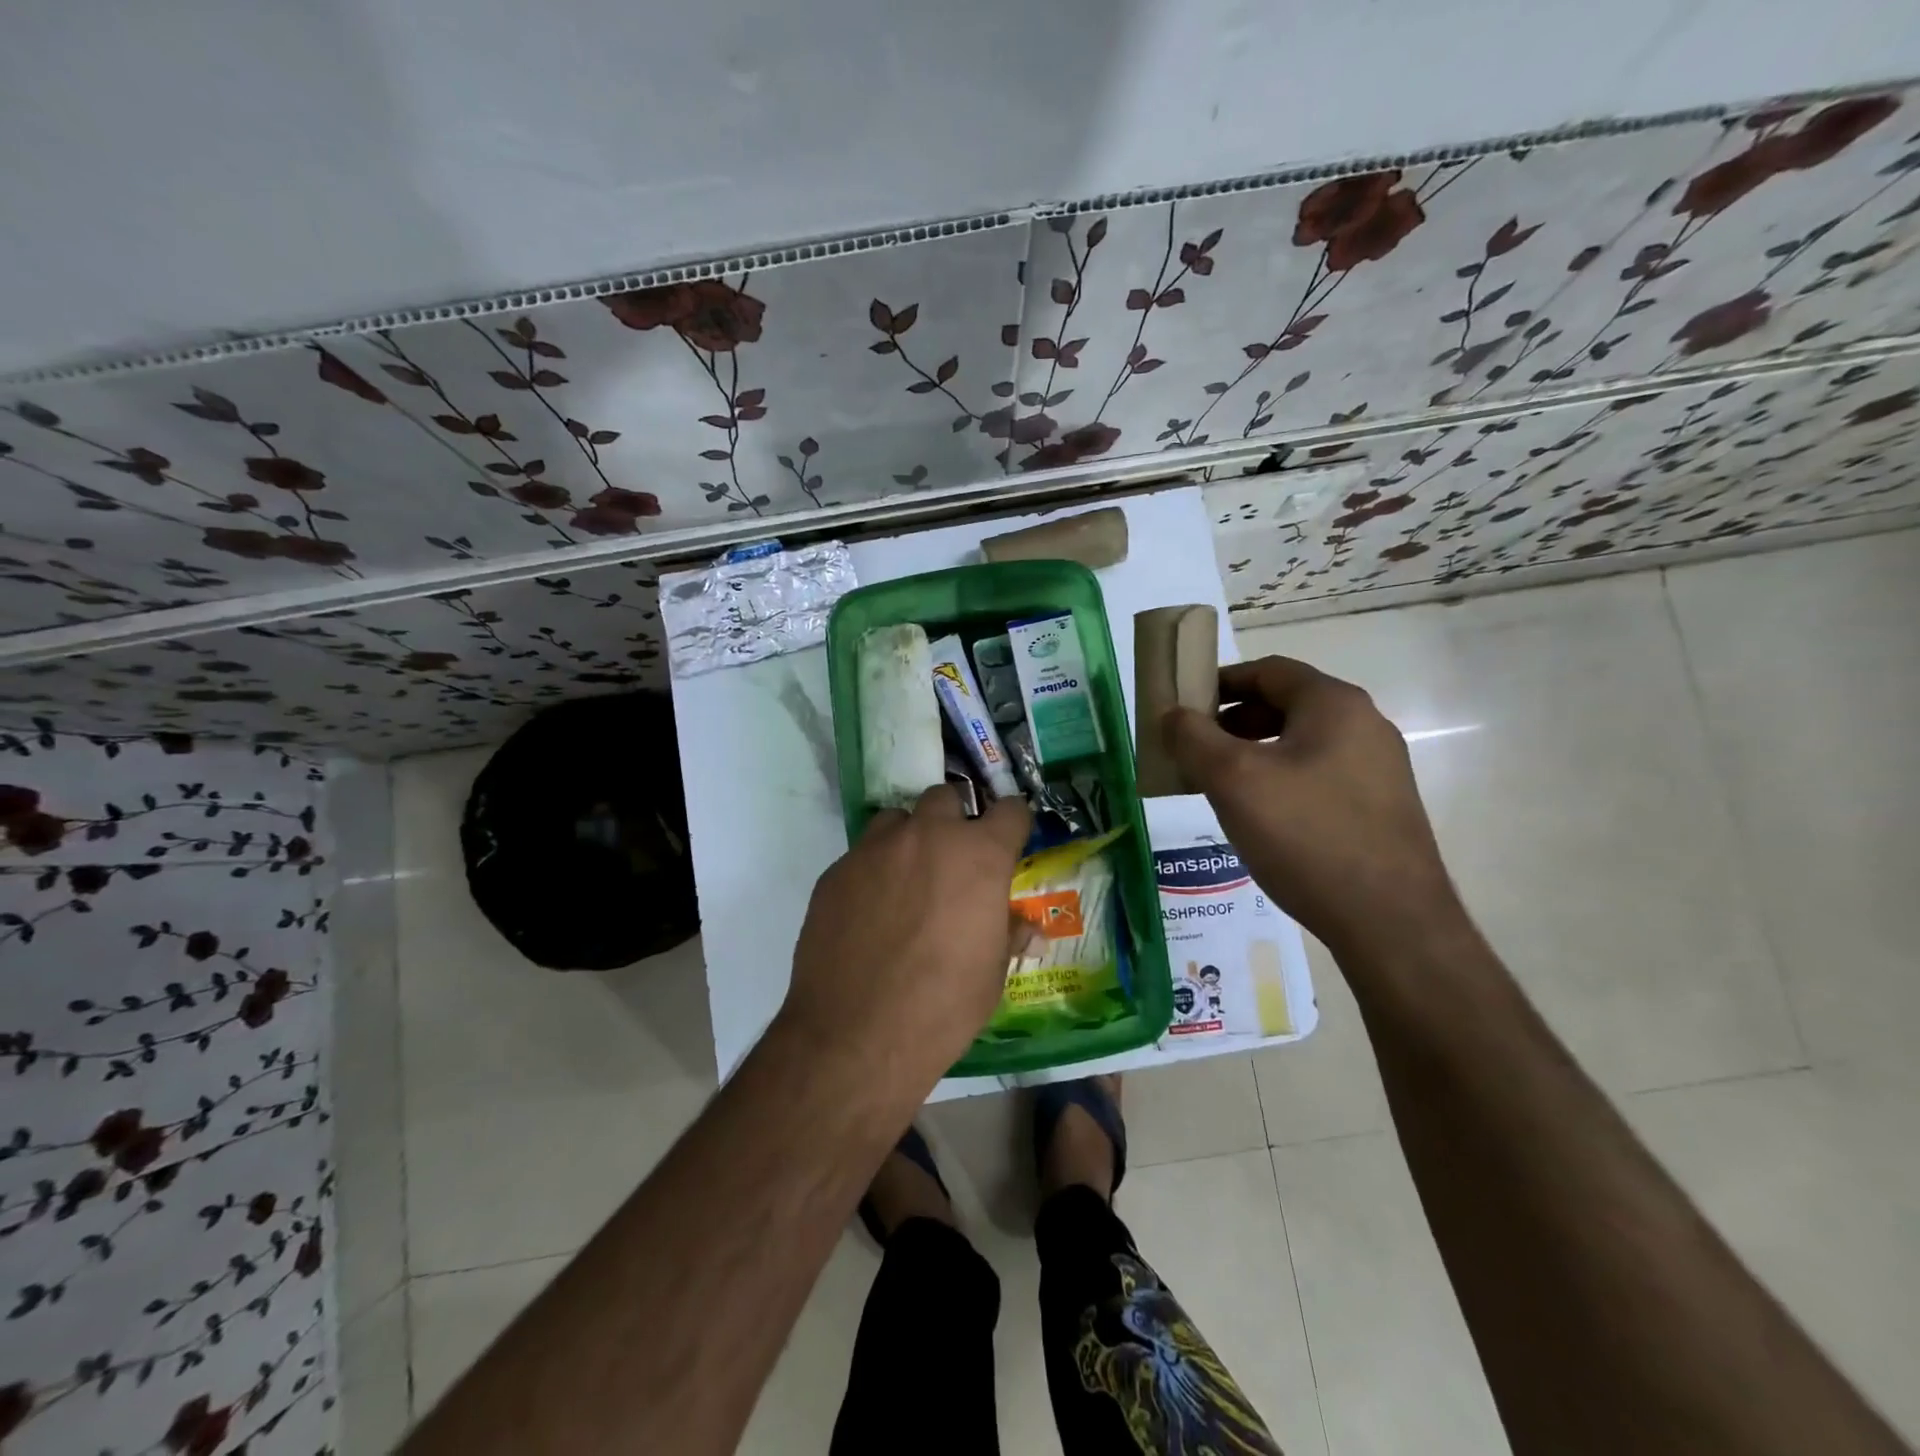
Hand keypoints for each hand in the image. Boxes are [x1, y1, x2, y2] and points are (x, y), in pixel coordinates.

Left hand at [781, 786, 1031, 1089]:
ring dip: (908, 839)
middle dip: (953, 822)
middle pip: (944, 798)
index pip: (1009, 810)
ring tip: (906, 882)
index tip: (1010, 841)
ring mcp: (875, 849)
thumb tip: (1026, 928)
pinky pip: (862, 855)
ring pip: (897, 820)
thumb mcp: (992, 974)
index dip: (1012, 824)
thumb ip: (1007, 934)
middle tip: (952, 863)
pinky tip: (868, 912)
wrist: (856, 1034)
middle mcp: (927, 836)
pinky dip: (873, 872)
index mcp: (978, 855)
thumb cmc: (943, 1005)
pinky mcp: (836, 871)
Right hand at [1163, 656, 1463, 958]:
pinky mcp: (1381, 808)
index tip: (1183, 707)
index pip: (1268, 671)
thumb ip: (1193, 738)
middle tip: (1195, 750)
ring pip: (1301, 743)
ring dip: (1254, 753)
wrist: (1390, 922)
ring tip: (1221, 786)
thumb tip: (1171, 714)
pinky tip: (1262, 818)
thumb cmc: (1306, 835)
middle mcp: (1365, 726)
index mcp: (1334, 704)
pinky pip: (1319, 775)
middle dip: (1233, 721)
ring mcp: (1379, 768)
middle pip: (1286, 705)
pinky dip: (1282, 780)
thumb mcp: (1233, 780)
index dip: (1219, 682)